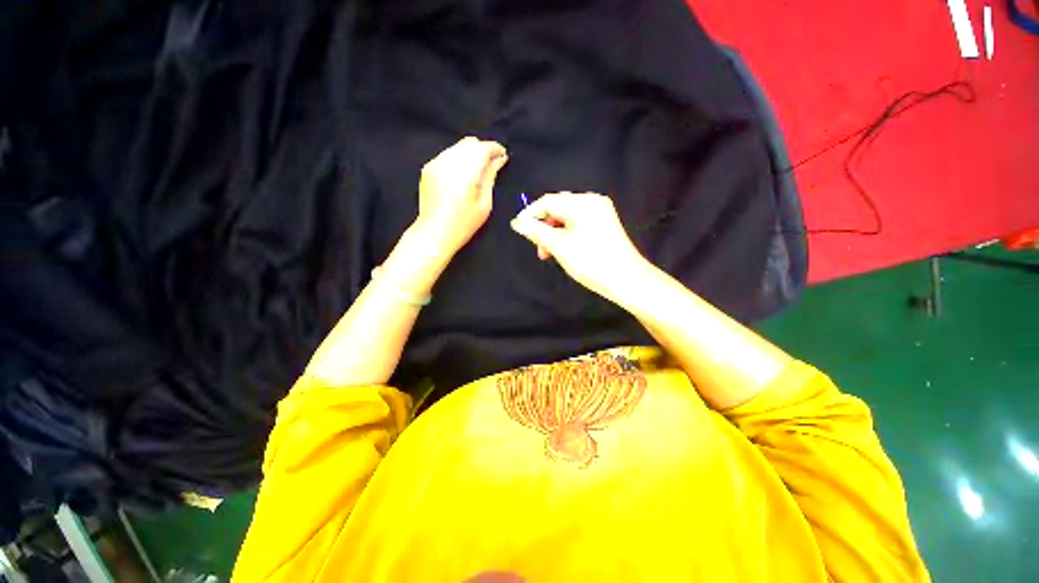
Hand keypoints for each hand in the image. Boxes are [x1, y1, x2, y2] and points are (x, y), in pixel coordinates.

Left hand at [416, 136, 507, 255]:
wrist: (434, 233)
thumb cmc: (464, 224)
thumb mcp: (484, 203)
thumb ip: (491, 177)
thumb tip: (500, 159)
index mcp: (465, 172)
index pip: (483, 148)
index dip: (495, 148)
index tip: (503, 156)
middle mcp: (449, 162)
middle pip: (470, 143)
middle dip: (483, 150)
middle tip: (492, 164)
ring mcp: (436, 163)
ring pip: (458, 147)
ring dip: (470, 153)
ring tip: (477, 170)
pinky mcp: (428, 168)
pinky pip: (447, 154)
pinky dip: (458, 159)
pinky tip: (462, 175)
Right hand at [510, 192, 649, 300]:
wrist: (626, 280)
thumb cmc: (591, 262)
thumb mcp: (559, 246)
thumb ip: (536, 231)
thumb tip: (516, 222)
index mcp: (582, 203)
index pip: (548, 201)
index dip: (530, 214)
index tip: (518, 229)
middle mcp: (592, 201)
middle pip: (557, 208)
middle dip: (543, 227)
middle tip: (538, 248)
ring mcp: (600, 212)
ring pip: (566, 218)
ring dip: (553, 233)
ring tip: (549, 253)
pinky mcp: (603, 223)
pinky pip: (577, 223)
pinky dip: (566, 235)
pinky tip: (563, 250)